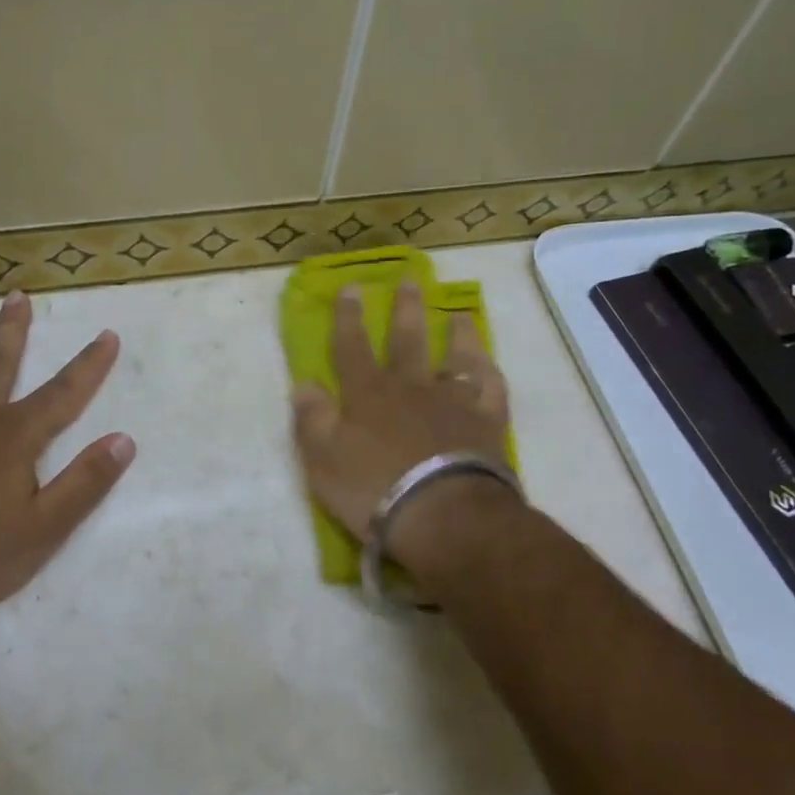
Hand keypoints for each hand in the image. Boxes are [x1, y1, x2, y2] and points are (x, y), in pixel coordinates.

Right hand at [290, 282, 513, 575]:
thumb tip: (304, 384)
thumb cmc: (373, 489)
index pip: (352, 347)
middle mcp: (411, 387)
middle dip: (405, 309)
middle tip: (410, 279)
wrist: (442, 515)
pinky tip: (487, 363)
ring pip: (455, 357)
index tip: (351, 287)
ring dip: (456, 334)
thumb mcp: (322, 460)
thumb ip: (311, 419)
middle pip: (407, 340)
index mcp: (368, 394)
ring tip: (458, 313)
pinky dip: (487, 371)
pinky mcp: (487, 422)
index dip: (348, 317)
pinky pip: (490, 388)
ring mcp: (453, 401)